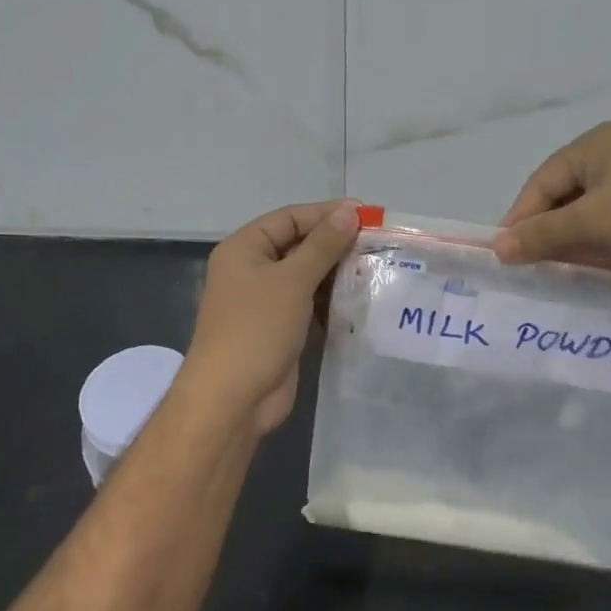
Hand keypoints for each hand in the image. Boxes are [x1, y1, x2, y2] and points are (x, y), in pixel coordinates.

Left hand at [180, 200, 360, 436]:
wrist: (233, 398)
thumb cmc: (257, 328)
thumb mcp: (292, 280)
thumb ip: (323, 245)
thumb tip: (349, 212)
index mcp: (244, 249)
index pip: (289, 218)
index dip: (326, 214)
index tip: (366, 214)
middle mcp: (252, 270)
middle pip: (299, 246)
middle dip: (335, 245)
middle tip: (377, 243)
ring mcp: (265, 302)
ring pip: (306, 277)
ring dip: (337, 275)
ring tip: (375, 270)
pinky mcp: (280, 329)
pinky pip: (309, 305)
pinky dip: (331, 302)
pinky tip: (361, 300)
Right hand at [492, 121, 610, 292]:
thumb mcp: (592, 227)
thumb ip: (540, 235)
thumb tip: (497, 247)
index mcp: (597, 144)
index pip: (542, 183)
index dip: (521, 219)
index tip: (507, 255)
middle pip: (564, 197)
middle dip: (549, 232)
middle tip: (535, 266)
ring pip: (590, 213)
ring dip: (575, 241)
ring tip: (564, 270)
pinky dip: (602, 244)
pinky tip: (601, 266)